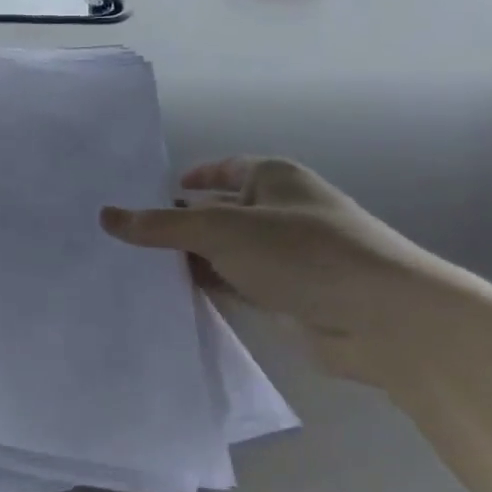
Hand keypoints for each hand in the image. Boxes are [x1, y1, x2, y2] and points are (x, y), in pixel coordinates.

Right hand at [101, 158, 463, 387]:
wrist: (385, 322)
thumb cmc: (302, 252)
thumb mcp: (221, 230)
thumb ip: (162, 225)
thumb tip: (107, 216)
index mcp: (273, 179)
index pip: (223, 170)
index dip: (190, 178)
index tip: (149, 191)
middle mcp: (279, 212)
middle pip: (217, 212)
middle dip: (178, 223)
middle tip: (124, 235)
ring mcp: (285, 257)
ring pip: (224, 252)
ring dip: (189, 259)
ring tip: (134, 266)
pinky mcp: (287, 297)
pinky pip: (236, 285)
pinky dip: (208, 287)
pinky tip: (170, 296)